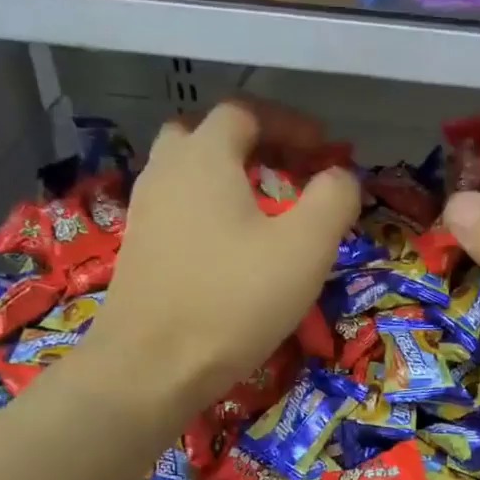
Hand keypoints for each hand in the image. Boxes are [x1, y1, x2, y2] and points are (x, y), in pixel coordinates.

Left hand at [83, 101, 359, 414]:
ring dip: (226, 178)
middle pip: (207, 135)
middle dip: (252, 145)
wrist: (151, 367)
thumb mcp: (305, 248)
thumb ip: (333, 199)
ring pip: (187, 173)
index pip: (245, 112)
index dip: (290, 124)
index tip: (323, 150)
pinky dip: (207, 211)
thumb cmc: (234, 300)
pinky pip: (177, 209)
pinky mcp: (138, 250)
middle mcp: (166, 172)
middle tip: (286, 172)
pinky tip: (231, 249)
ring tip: (263, 210)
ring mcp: (145, 212)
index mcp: (204, 157)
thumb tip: (341, 175)